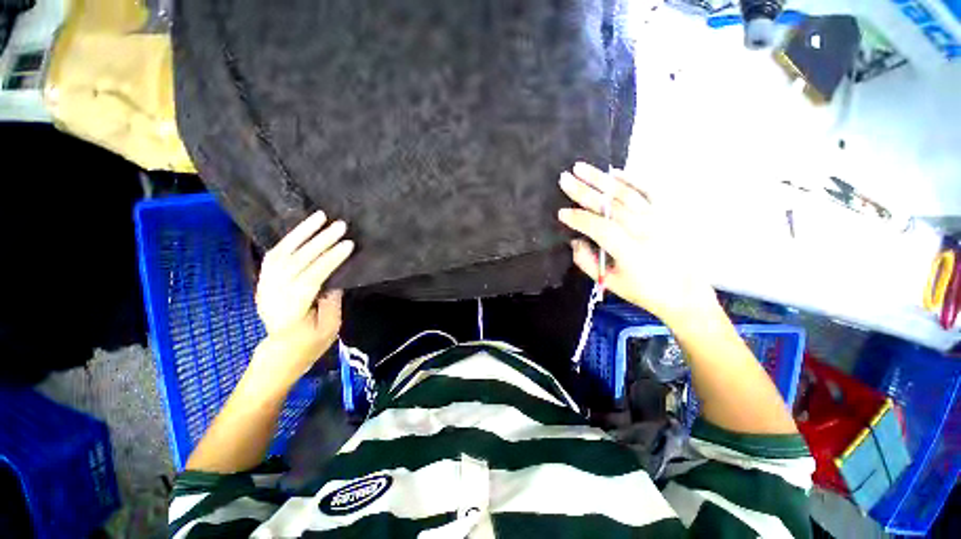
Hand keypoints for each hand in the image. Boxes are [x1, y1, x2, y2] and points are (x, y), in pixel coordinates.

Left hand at [255, 210, 353, 372]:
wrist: (279, 354)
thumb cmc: (309, 345)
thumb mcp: (329, 329)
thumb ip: (332, 302)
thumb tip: (335, 278)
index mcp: (291, 309)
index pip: (311, 277)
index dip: (329, 259)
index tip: (348, 244)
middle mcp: (274, 294)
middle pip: (296, 261)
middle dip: (319, 241)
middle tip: (339, 225)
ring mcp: (266, 285)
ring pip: (281, 253)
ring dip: (301, 232)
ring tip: (319, 216)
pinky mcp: (265, 280)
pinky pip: (275, 254)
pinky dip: (289, 240)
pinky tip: (303, 229)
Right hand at [558, 162, 717, 326]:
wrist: (684, 291)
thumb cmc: (644, 290)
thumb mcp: (610, 283)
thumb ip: (587, 262)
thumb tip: (575, 240)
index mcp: (631, 251)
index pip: (599, 228)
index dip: (578, 219)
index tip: (561, 213)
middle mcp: (645, 229)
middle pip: (609, 205)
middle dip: (583, 191)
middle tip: (564, 178)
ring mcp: (658, 218)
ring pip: (625, 193)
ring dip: (601, 179)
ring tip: (581, 168)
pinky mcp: (666, 212)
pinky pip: (647, 190)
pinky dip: (631, 179)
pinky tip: (614, 172)